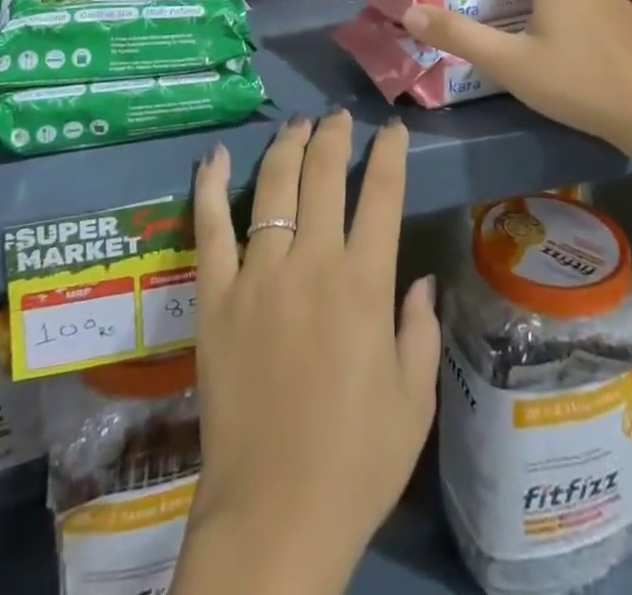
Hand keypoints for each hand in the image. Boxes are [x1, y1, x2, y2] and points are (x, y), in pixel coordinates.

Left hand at [175, 112, 439, 594]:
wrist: (275, 513)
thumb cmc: (357, 461)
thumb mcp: (413, 400)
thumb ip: (420, 331)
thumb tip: (422, 280)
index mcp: (364, 284)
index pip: (381, 194)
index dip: (388, 153)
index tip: (391, 129)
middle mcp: (311, 263)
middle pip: (323, 174)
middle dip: (334, 136)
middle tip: (338, 118)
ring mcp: (258, 275)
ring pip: (272, 186)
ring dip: (287, 146)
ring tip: (297, 124)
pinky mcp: (215, 296)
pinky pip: (209, 228)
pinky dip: (209, 186)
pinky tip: (214, 156)